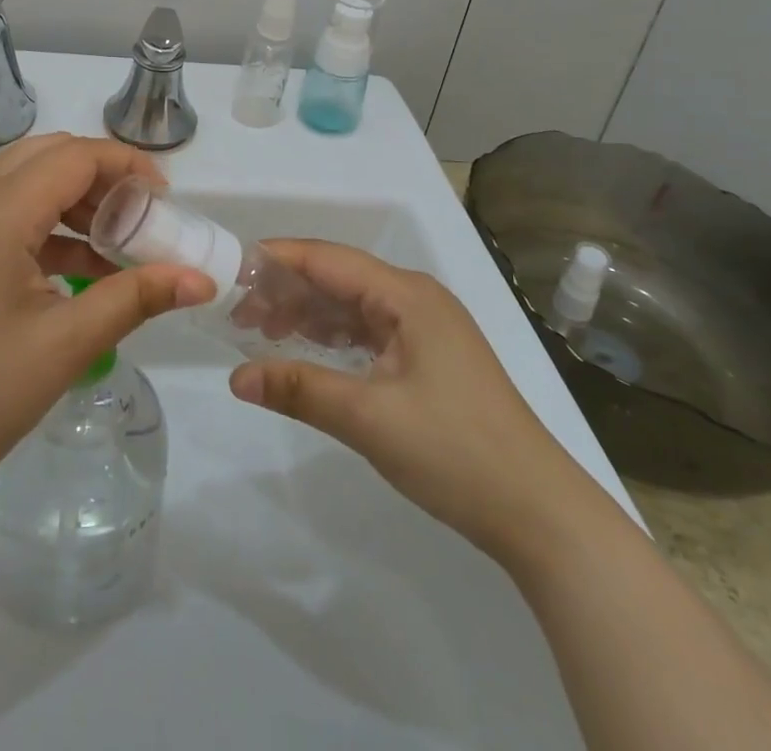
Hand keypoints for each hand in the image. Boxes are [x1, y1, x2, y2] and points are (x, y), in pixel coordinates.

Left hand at [0, 134, 215, 515]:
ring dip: (73, 201)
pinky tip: (77, 272)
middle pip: (48, 157)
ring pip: (24, 183)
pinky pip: (5, 215)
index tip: (165, 200)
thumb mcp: (66, 344)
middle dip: (101, 176)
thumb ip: (136, 299)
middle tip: (141, 216)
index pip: (75, 156)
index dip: (126, 165)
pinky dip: (47, 228)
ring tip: (117, 246)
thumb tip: (202, 279)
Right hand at [227, 241, 599, 564]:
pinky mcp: (428, 359)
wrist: (538, 511)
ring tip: (259, 332)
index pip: (328, 259)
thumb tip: (235, 378)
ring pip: (351, 307)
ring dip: (307, 316)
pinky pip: (368, 333)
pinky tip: (305, 352)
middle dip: (287, 291)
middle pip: (338, 280)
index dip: (278, 259)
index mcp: (406, 295)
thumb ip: (299, 388)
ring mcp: (425, 329)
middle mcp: (415, 300)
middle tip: (235, 313)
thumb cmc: (455, 451)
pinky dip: (332, 339)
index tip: (231, 267)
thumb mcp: (368, 418)